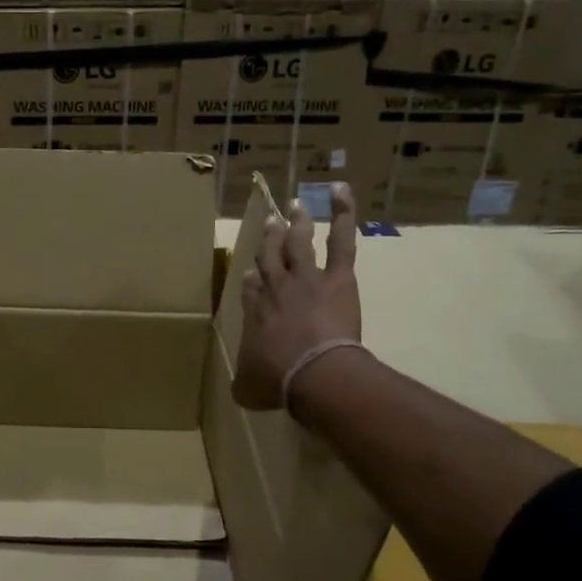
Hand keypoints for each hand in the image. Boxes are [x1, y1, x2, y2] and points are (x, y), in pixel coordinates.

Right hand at [233, 184, 363, 413]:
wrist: (314, 373)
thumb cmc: (279, 381)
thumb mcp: (248, 388)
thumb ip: (242, 383)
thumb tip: (238, 388)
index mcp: (255, 312)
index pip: (251, 289)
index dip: (252, 279)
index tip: (251, 274)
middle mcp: (276, 288)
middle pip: (270, 258)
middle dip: (269, 240)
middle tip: (270, 222)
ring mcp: (305, 278)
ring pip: (298, 243)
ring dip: (298, 222)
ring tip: (298, 205)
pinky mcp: (337, 277)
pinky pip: (341, 240)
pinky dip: (343, 214)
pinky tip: (342, 192)